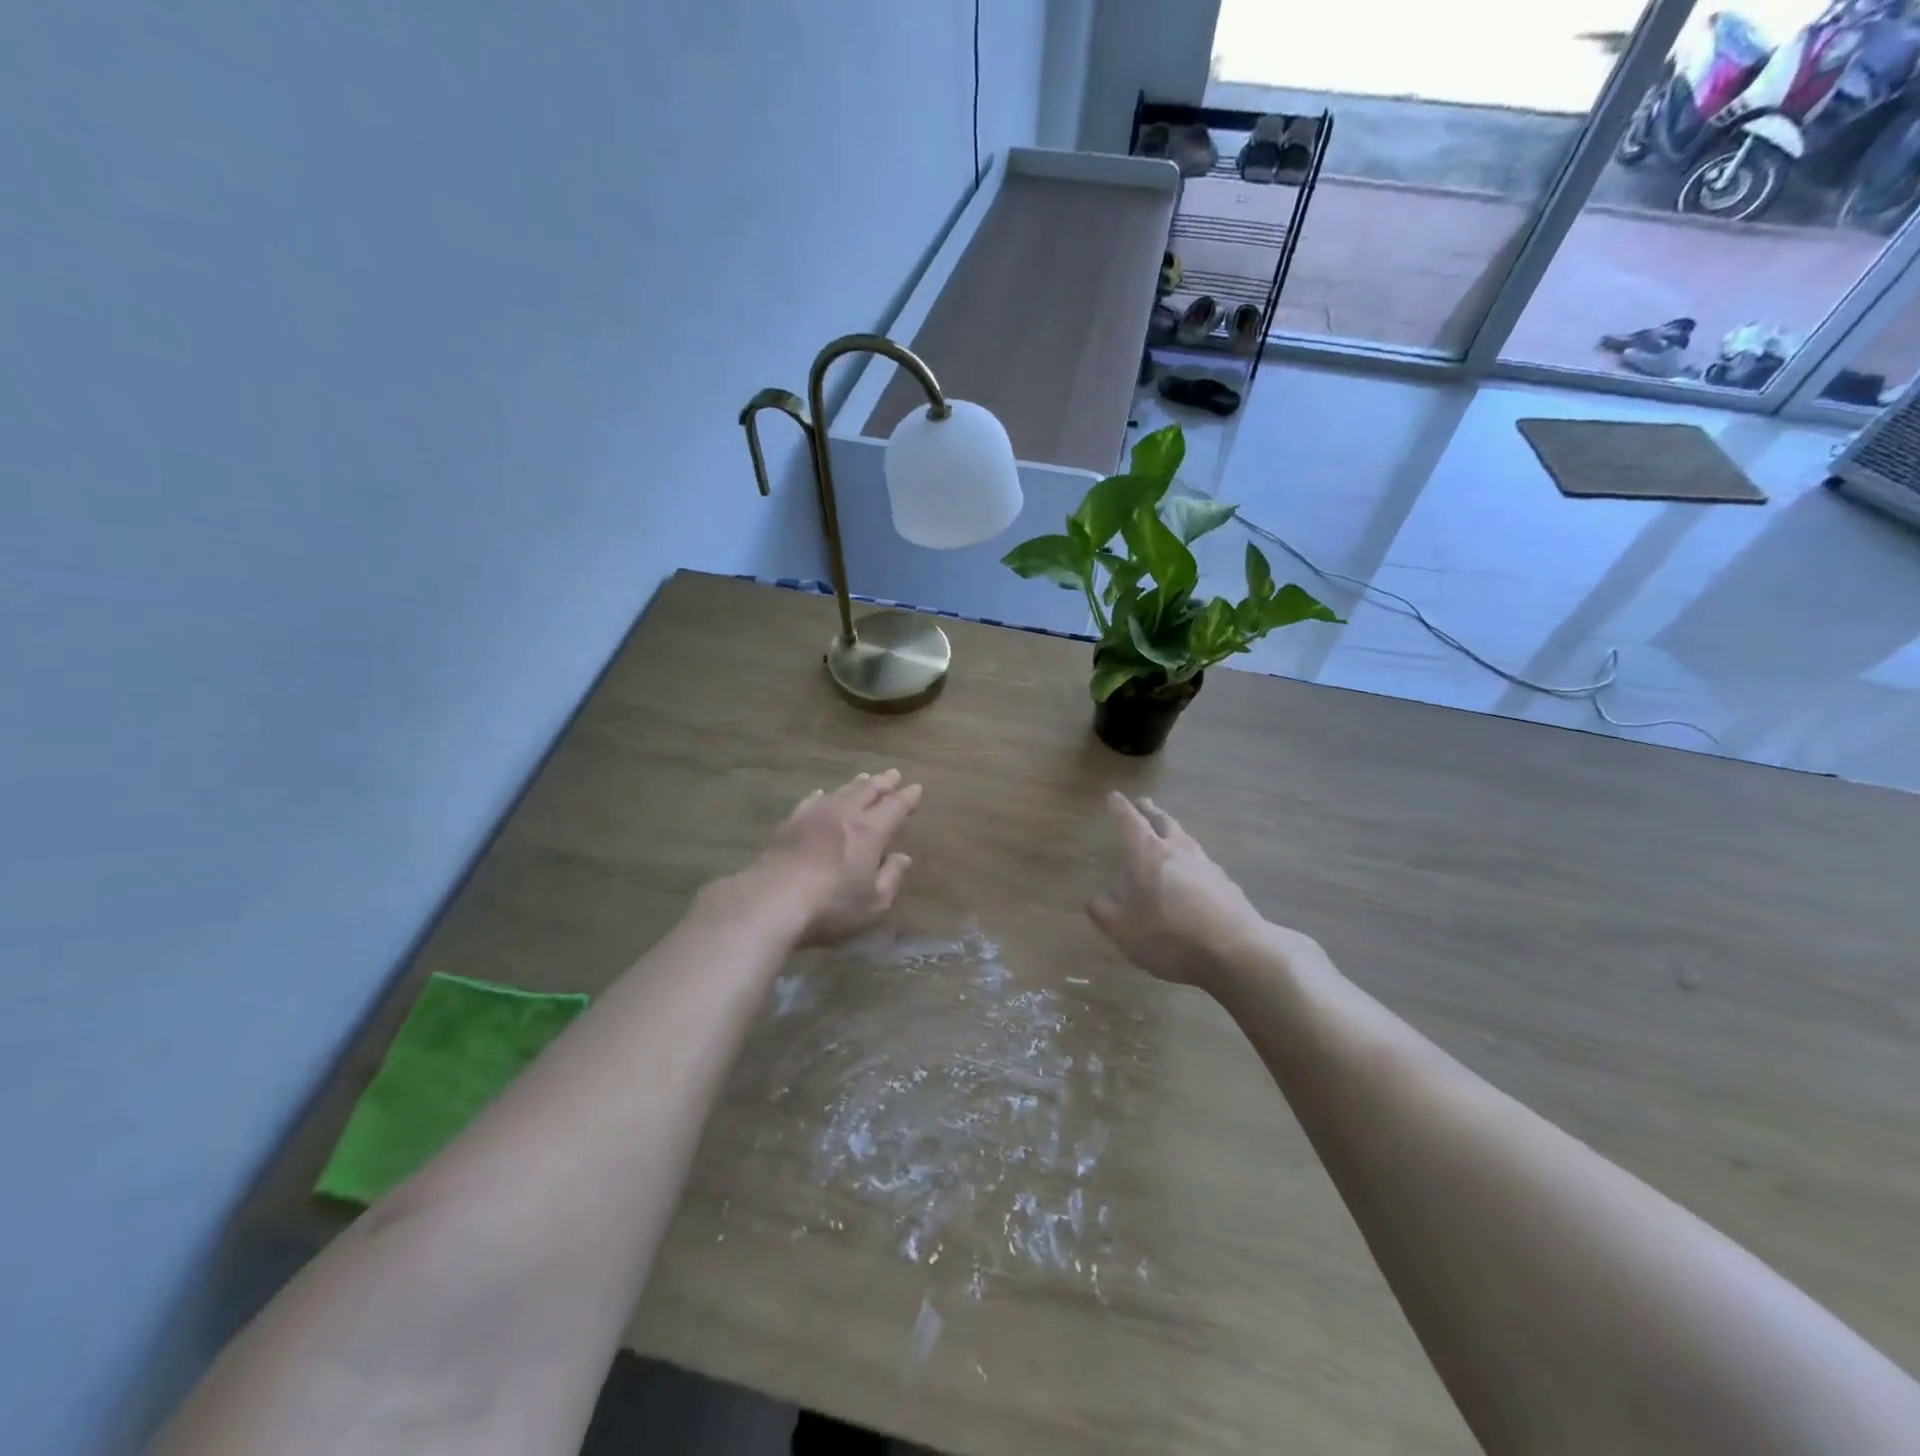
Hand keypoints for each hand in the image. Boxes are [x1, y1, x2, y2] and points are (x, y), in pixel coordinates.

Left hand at [749, 769, 922, 946]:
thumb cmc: (830, 906)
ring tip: (864, 778)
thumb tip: (903, 858)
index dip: (907, 797)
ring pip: (840, 792)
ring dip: (856, 785)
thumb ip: (891, 878)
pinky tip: (821, 793)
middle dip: (883, 783)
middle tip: (893, 774)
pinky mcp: (788, 825)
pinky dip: (821, 795)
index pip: (895, 807)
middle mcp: (844, 815)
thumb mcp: (873, 903)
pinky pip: (810, 802)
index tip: (916, 788)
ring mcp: (813, 817)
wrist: (770, 901)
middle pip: (867, 791)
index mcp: (870, 831)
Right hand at [1088, 793, 1267, 987]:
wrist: (1236, 951)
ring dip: (1174, 833)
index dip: (1119, 808)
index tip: (1114, 796)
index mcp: (1147, 854)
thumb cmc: (1169, 935)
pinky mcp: (1227, 885)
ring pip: (1186, 840)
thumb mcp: (1122, 929)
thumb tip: (1096, 899)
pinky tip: (1193, 875)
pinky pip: (1203, 864)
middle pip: (1164, 822)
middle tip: (1144, 803)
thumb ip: (1104, 910)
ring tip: (1169, 834)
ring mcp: (1207, 865)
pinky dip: (1191, 862)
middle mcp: (1178, 850)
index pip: (1130, 822)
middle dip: (1151, 812)